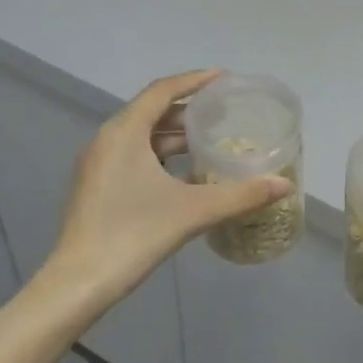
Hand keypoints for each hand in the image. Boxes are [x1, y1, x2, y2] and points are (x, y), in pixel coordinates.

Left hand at [49, 70, 291, 312]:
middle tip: (223, 114)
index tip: (224, 79)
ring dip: (173, 135)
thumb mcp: (194, 211)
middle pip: (151, 111)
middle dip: (188, 110)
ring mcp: (97, 164)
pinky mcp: (96, 186)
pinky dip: (159, 156)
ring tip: (208, 142)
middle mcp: (107, 139)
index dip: (194, 80)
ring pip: (141, 136)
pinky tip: (183, 174)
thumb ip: (241, 195)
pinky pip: (132, 155)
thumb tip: (283, 185)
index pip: (163, 90)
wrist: (79, 283)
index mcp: (124, 132)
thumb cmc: (134, 235)